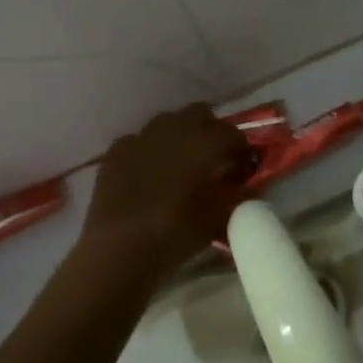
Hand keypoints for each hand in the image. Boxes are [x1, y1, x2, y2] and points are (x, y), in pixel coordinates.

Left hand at [81, 104, 254, 286]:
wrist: (117, 249)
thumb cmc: (175, 234)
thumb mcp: (218, 220)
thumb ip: (237, 196)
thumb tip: (246, 186)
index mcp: (205, 142)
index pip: (233, 134)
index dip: (241, 151)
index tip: (242, 170)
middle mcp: (175, 128)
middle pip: (201, 114)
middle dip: (210, 131)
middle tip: (211, 160)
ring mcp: (142, 135)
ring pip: (169, 122)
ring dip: (179, 136)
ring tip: (179, 165)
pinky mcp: (116, 150)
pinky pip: (139, 140)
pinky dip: (148, 151)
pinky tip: (146, 174)